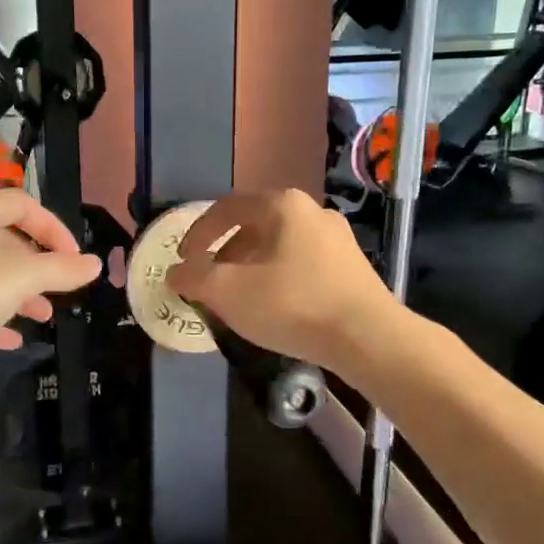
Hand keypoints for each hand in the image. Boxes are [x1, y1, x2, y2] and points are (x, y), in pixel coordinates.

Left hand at [0, 190, 102, 393]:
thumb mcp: (17, 278)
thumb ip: (60, 270)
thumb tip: (94, 263)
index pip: (22, 204)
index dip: (55, 228)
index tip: (76, 261)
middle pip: (4, 240)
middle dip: (37, 266)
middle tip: (62, 292)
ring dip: (18, 294)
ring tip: (44, 317)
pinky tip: (11, 341)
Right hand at [166, 189, 397, 373]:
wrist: (369, 338)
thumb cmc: (293, 305)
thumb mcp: (229, 292)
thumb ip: (194, 278)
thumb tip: (174, 272)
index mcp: (282, 205)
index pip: (226, 208)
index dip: (197, 233)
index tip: (183, 260)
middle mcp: (312, 212)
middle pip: (254, 227)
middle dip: (225, 254)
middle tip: (210, 282)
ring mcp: (338, 239)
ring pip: (279, 247)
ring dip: (252, 268)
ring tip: (240, 298)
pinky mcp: (352, 267)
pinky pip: (303, 264)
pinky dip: (279, 279)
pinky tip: (276, 307)